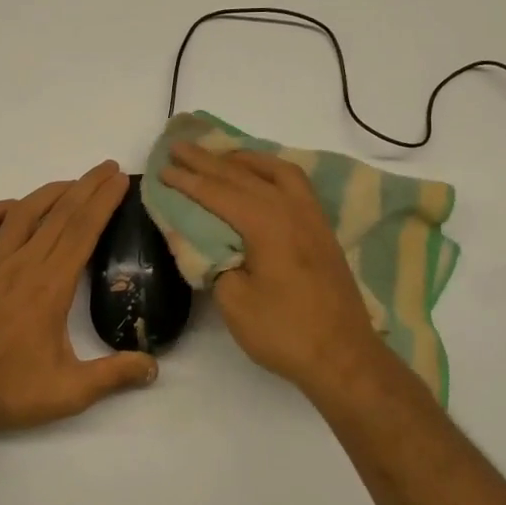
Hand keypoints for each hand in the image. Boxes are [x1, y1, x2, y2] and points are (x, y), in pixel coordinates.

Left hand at [0, 161, 158, 437]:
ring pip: (22, 215)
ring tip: (72, 182)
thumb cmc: (8, 393)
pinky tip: (10, 208)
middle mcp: (21, 266)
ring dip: (49, 193)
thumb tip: (154, 367)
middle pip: (59, 215)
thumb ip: (114, 375)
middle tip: (107, 168)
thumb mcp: (69, 392)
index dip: (103, 202)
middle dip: (87, 187)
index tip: (119, 180)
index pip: (82, 232)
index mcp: (50, 287)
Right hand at [160, 140, 397, 398]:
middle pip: (243, 175)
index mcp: (266, 223)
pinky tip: (261, 178)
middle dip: (208, 161)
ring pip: (275, 171)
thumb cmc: (284, 331)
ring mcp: (311, 217)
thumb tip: (197, 238)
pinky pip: (294, 183)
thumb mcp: (234, 301)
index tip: (162, 169)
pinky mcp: (321, 230)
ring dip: (243, 160)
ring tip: (219, 155)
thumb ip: (211, 261)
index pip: (218, 193)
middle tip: (179, 147)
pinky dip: (270, 171)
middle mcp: (291, 209)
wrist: (343, 356)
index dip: (187, 181)